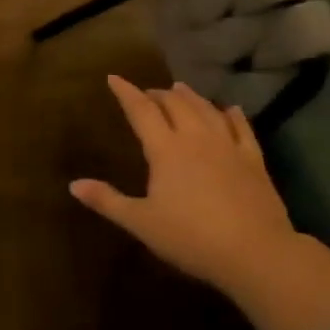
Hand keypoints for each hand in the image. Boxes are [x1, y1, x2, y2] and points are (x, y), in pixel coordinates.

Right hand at [71, 75, 297, 296]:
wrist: (255, 252)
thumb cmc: (190, 237)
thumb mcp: (140, 222)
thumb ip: (107, 201)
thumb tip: (73, 185)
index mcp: (166, 149)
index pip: (142, 111)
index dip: (126, 92)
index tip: (113, 77)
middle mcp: (197, 138)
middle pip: (176, 105)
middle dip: (158, 94)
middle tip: (146, 92)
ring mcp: (229, 147)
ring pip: (207, 110)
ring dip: (191, 97)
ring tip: (180, 89)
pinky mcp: (254, 160)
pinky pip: (242, 128)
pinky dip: (232, 115)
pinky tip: (230, 110)